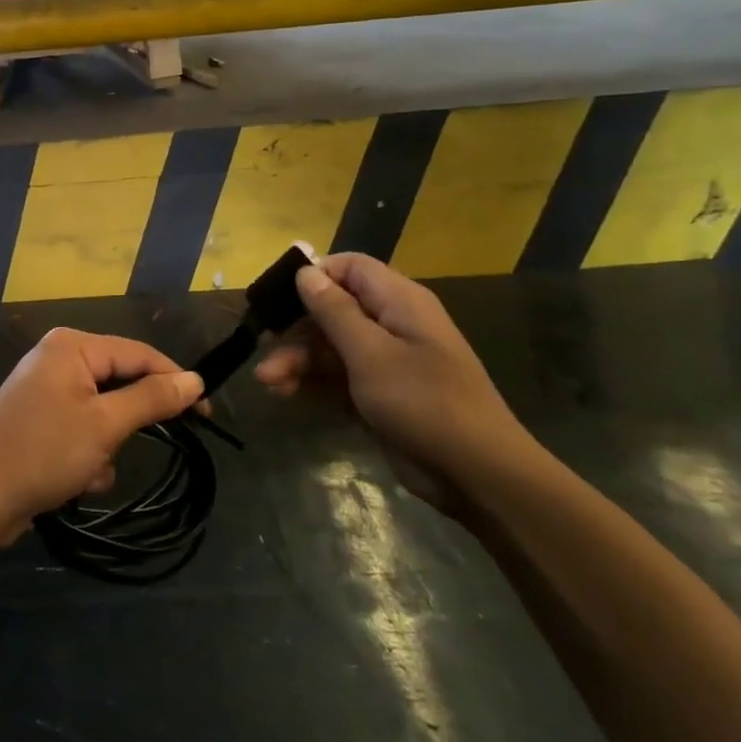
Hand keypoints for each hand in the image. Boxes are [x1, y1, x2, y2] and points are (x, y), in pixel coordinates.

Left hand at [0, 328, 203, 544]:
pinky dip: (87, 457)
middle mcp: (58, 359)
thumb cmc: (42, 452)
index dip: (175, 381)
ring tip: (87, 469)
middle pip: (120, 383)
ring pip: (104, 414)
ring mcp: (46, 392)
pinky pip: (82, 432)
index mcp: (72, 346)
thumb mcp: (105, 425)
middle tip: (131, 447)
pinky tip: (74, 482)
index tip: (206, 413)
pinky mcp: (40, 423)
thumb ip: (152, 398)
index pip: (139, 353)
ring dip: (106, 447)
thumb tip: (195, 380)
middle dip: (127, 425)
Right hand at [254, 253, 538, 506]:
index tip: (277, 298)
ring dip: (297, 359)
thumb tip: (306, 272)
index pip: (349, 267)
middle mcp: (392, 323)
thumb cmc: (424, 403)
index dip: (313, 276)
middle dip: (296, 329)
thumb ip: (335, 311)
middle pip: (332, 309)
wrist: (476, 474)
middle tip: (265, 350)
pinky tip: (286, 394)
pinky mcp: (379, 393)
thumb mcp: (371, 354)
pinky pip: (337, 376)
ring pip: (330, 345)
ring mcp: (386, 360)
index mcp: (398, 301)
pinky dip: (312, 382)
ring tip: (268, 382)